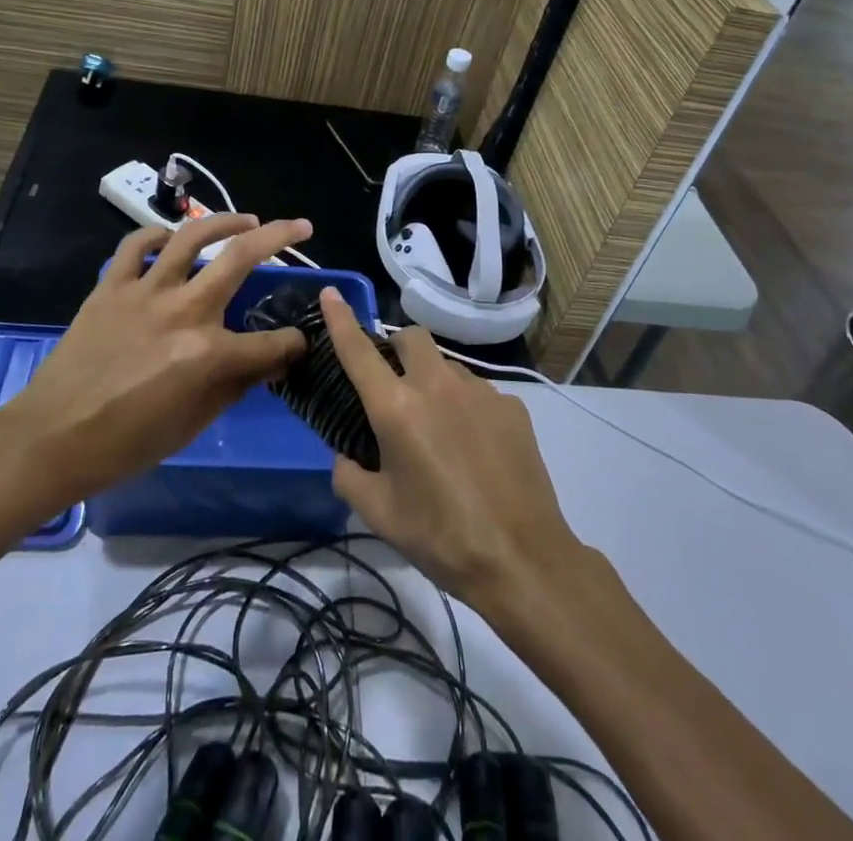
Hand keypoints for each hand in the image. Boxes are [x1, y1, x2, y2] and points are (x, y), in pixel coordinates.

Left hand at [1, 215, 311, 505]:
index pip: (271, 343)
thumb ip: (236, 386)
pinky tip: (169, 237)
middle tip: (302, 227)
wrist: (50, 440)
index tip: (298, 345)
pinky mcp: (110, 287)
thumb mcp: (193, 425)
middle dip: (280, 237)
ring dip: (226, 221)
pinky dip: (155, 235)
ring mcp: (144, 293)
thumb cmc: (126, 445)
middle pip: (242, 259)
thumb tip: (269, 362)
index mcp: (208, 354)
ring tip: (247, 219)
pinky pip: (135, 246)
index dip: (293, 345)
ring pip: (192, 237)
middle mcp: (184, 311)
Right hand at [318, 289, 582, 610]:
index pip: (359, 351)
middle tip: (394, 385)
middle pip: (411, 337)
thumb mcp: (379, 514)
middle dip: (397, 348)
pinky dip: (466, 407)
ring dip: (433, 381)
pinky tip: (476, 449)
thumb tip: (347, 455)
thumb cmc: (440, 537)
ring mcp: (479, 391)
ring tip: (440, 431)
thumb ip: (349, 475)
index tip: (331, 294)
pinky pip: (478, 392)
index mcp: (397, 408)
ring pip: (446, 365)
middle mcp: (436, 386)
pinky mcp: (511, 405)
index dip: (341, 319)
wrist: (521, 558)